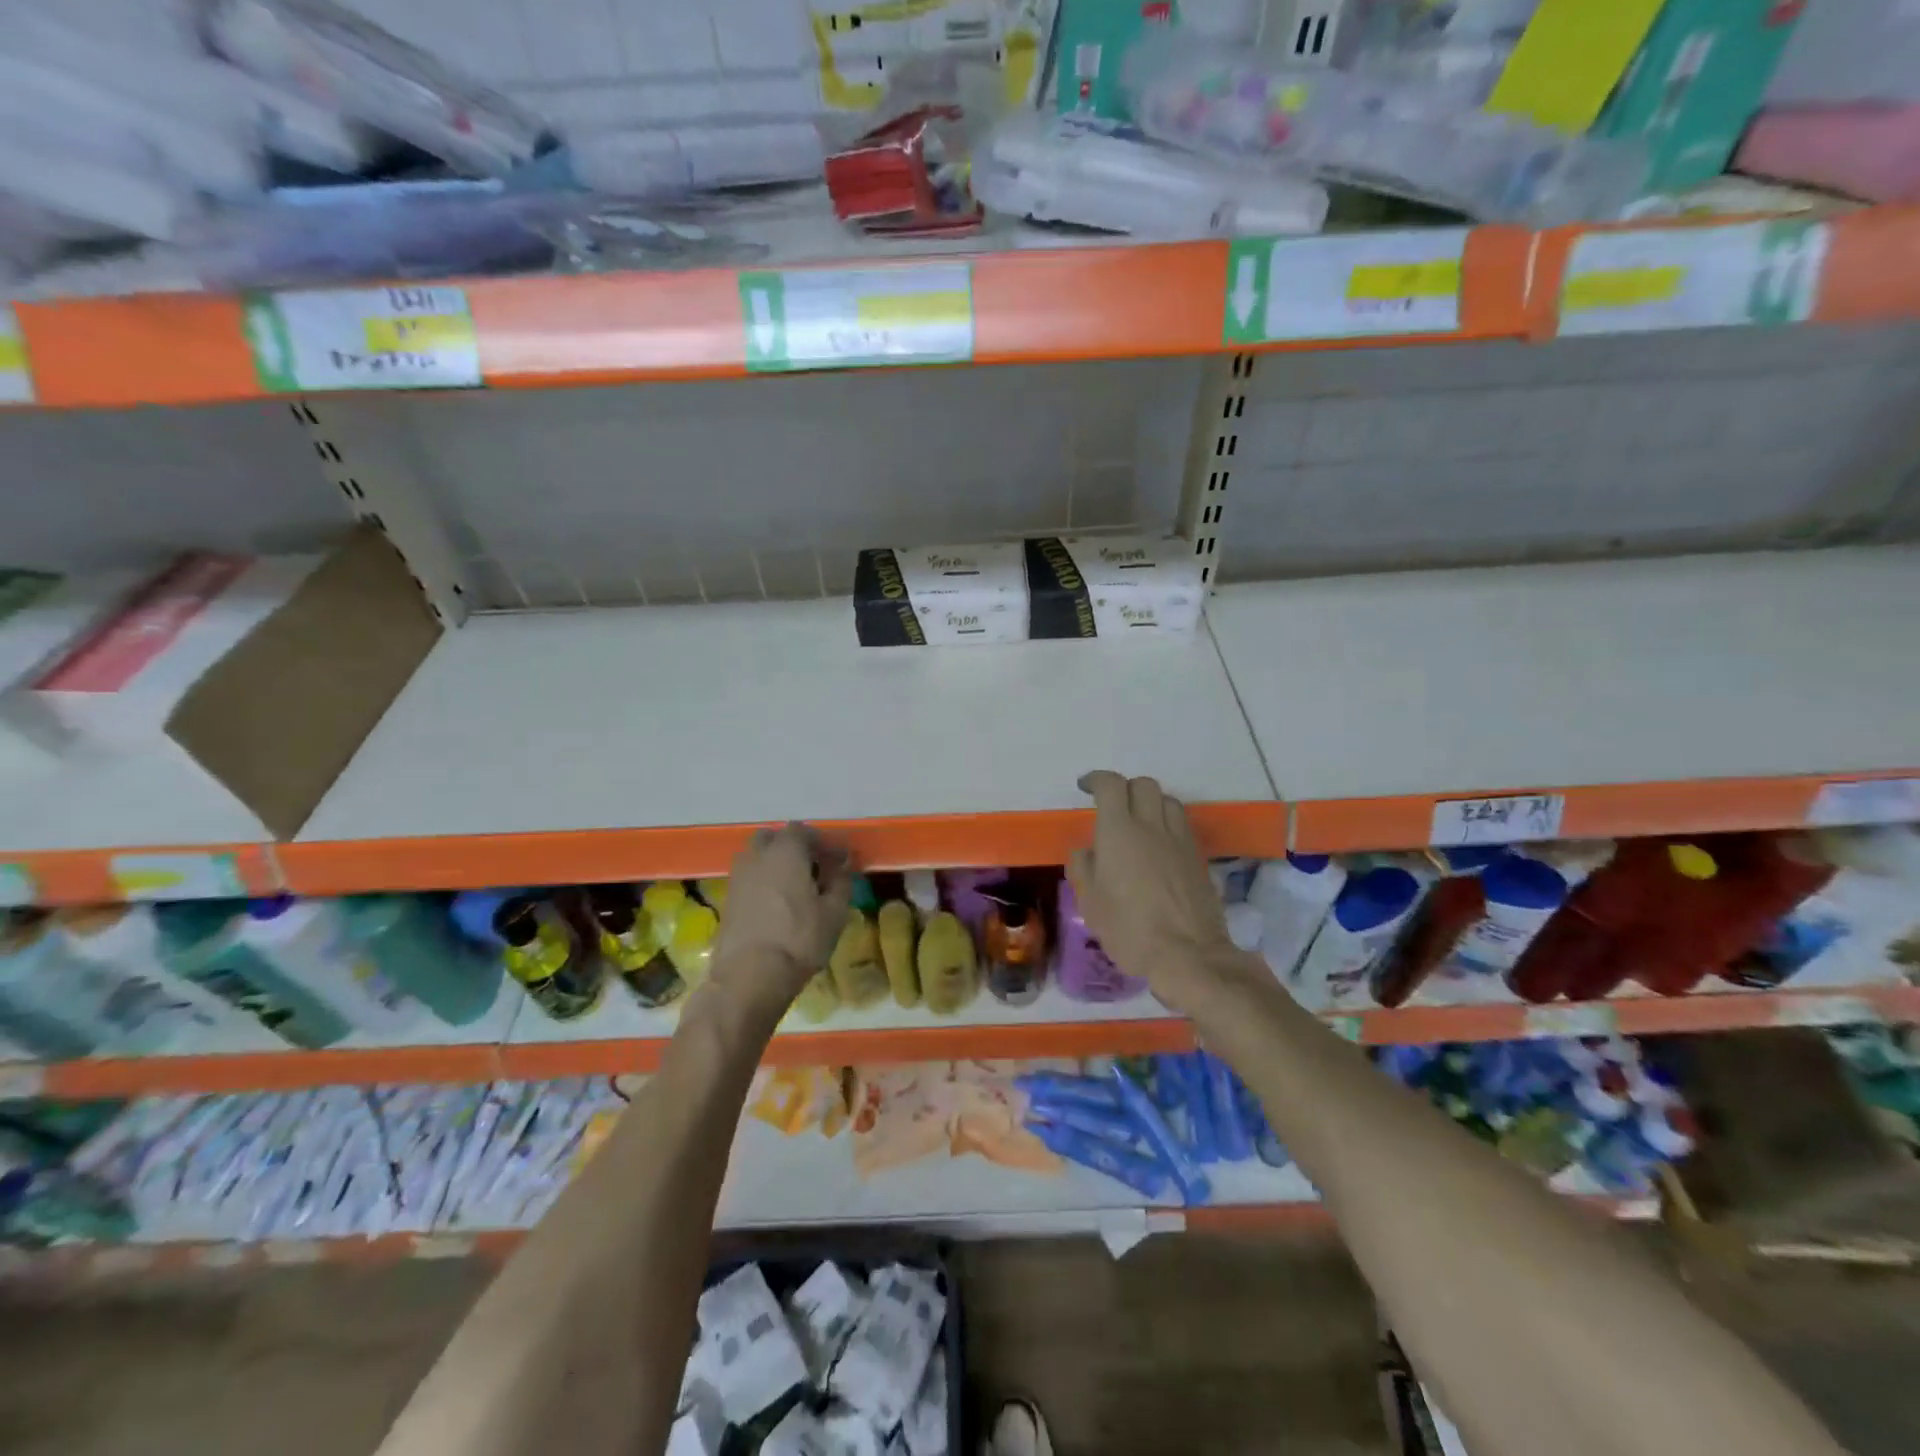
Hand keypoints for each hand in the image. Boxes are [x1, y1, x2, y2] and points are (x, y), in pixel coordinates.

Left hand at [708, 823, 851, 1020]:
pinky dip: (763, 882)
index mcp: (785, 852)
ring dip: (775, 864)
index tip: (839, 859)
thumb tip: (841, 868)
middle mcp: (757, 857)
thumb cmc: (798, 939)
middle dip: (794, 847)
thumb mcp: (834, 912)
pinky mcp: (727, 900)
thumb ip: (840, 883)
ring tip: (795, 887)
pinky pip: (749, 879)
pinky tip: (778, 904)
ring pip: (757, 858)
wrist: (748, 977)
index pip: (803, 830)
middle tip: (813, 867)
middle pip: (774, 838)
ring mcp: (738, 878)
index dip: (823, 842)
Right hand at [1068, 771, 1246, 1015]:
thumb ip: (1083, 868)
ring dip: (1150, 802)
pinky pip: (1182, 824)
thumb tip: (1086, 850)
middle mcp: (1151, 826)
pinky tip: (1159, 845)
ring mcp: (1179, 840)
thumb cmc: (1129, 929)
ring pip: (1167, 800)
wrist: (1188, 954)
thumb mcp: (1090, 903)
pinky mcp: (1198, 857)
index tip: (1085, 787)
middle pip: (1143, 785)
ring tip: (1139, 822)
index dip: (1096, 780)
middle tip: (1112, 806)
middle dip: (1125, 788)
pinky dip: (1167, 822)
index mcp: (1119, 831)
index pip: (1111, 786)